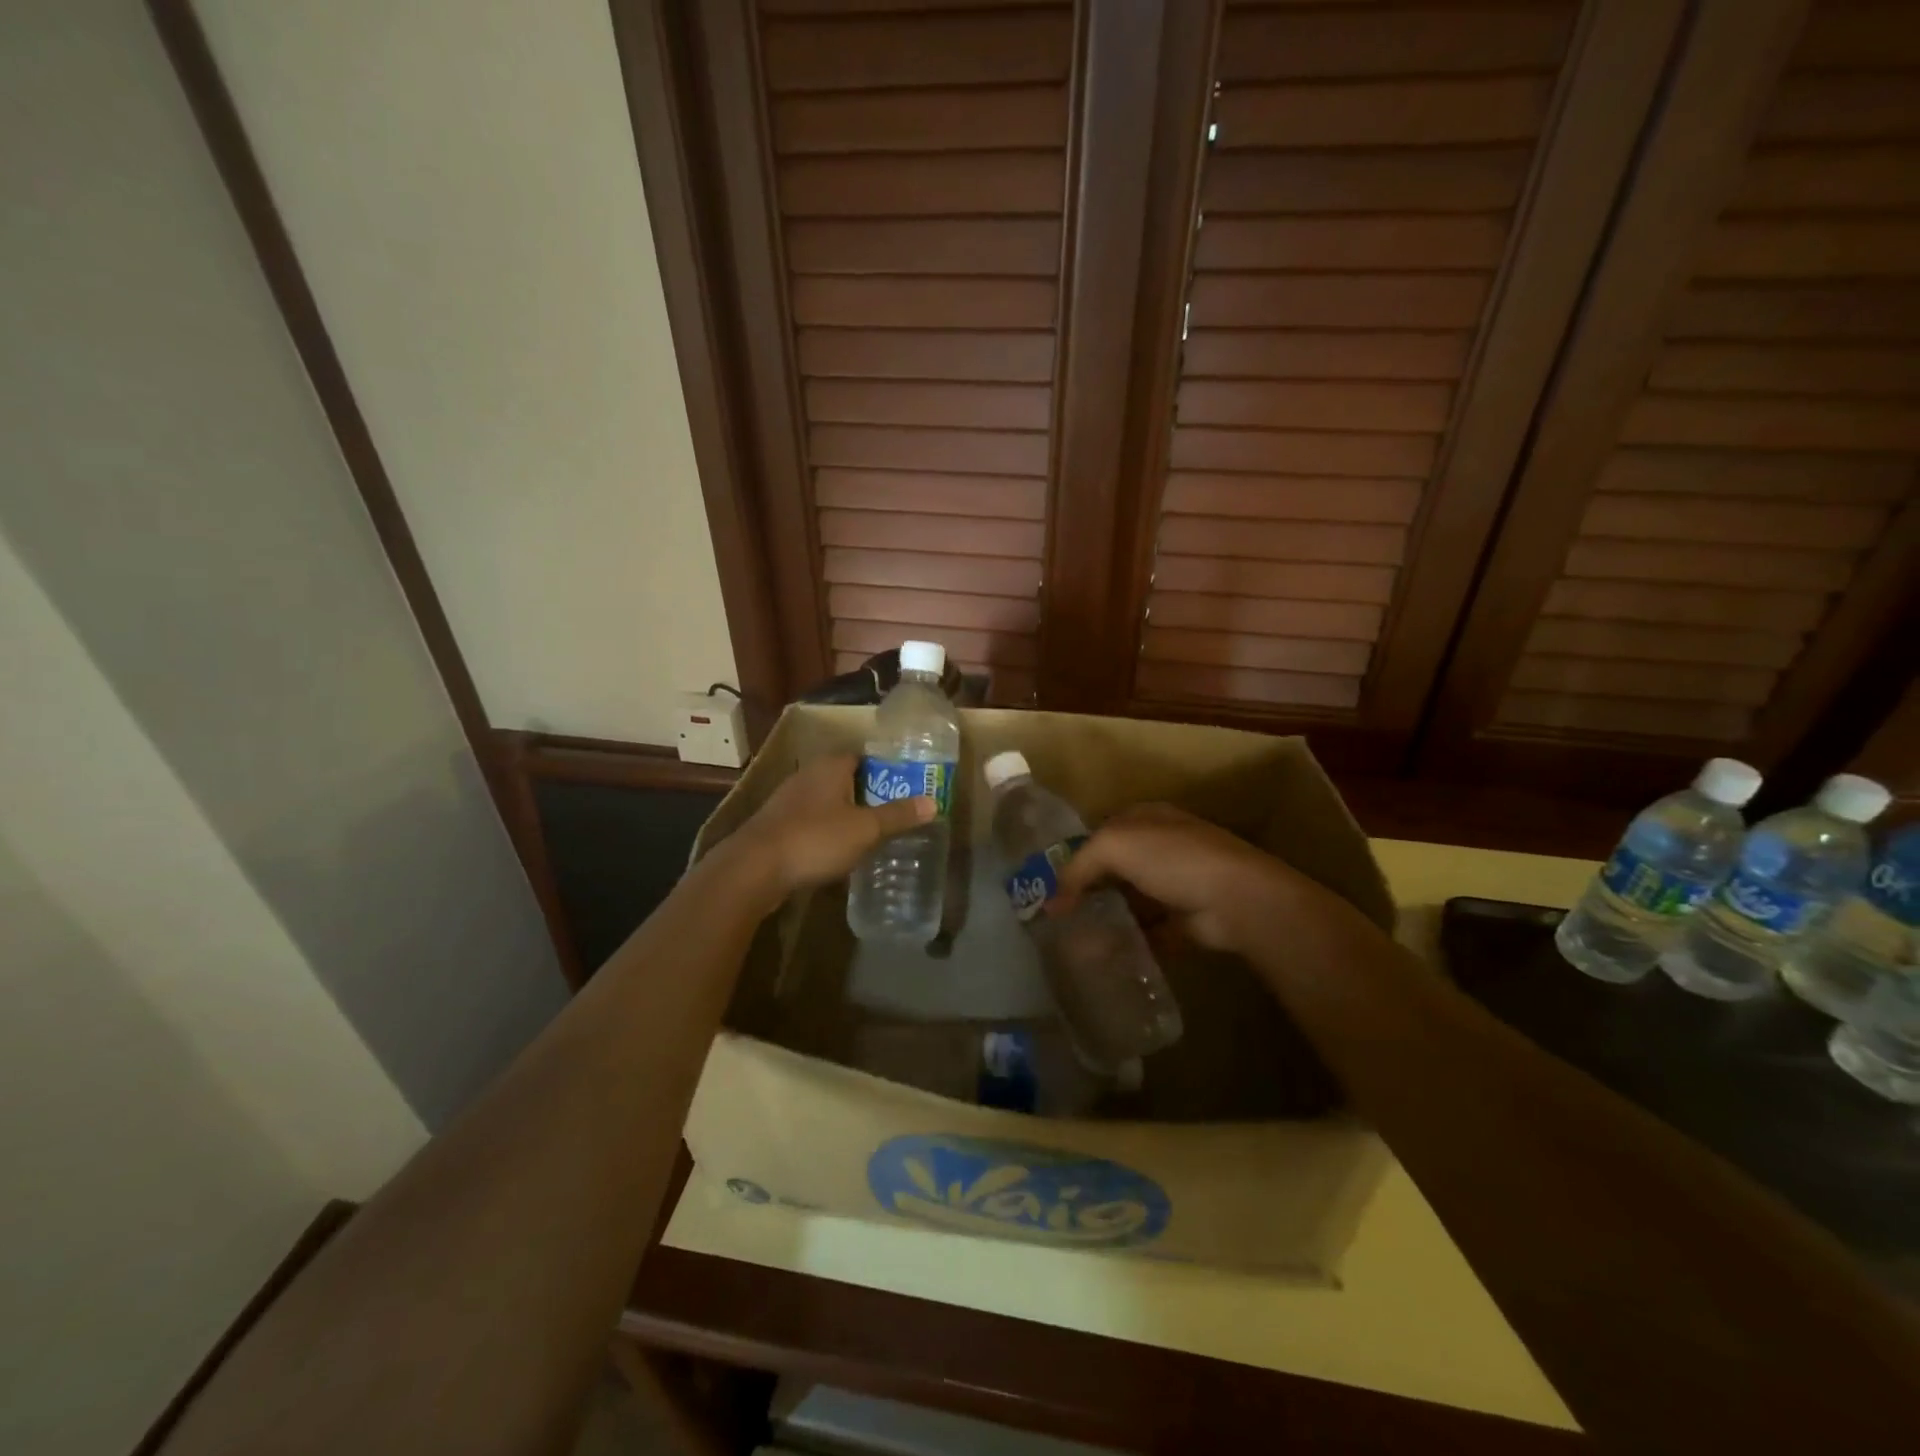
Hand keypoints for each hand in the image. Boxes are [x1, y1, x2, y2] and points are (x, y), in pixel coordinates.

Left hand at [724, 753, 935, 903]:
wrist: (753, 869)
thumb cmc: (815, 839)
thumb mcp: (865, 829)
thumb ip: (898, 816)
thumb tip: (934, 803)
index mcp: (830, 766)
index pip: (863, 756)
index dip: (885, 769)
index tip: (905, 786)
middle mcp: (808, 775)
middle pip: (845, 778)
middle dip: (867, 794)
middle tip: (894, 812)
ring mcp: (788, 800)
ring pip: (826, 801)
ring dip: (845, 814)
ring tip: (871, 834)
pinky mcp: (776, 826)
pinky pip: (810, 822)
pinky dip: (826, 832)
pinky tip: (838, 852)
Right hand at [1052, 803, 1311, 955]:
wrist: (1236, 899)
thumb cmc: (1173, 858)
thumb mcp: (1115, 845)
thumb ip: (1078, 866)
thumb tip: (1053, 901)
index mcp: (1146, 818)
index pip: (1101, 831)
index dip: (1075, 854)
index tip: (1049, 883)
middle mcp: (1160, 847)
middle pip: (1113, 868)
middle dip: (1087, 890)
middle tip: (1057, 917)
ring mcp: (1174, 885)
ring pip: (1129, 902)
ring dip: (1105, 919)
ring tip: (1073, 941)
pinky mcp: (1183, 921)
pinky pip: (1147, 932)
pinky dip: (1127, 943)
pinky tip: (1103, 957)